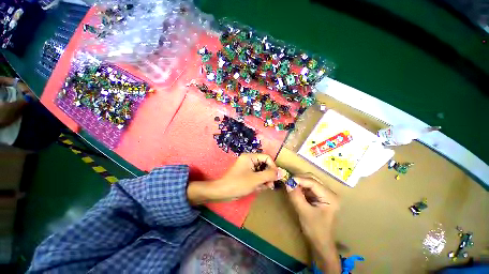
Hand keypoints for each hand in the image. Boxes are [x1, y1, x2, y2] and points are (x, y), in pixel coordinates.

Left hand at [187, 153, 278, 204]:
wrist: (223, 192)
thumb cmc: (239, 183)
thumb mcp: (256, 179)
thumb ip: (269, 175)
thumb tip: (281, 172)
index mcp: (250, 157)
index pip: (266, 157)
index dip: (272, 166)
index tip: (275, 177)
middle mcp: (249, 160)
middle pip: (264, 165)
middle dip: (268, 175)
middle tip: (270, 185)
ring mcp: (248, 167)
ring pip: (261, 171)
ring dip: (264, 179)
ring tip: (264, 187)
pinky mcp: (247, 174)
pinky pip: (257, 176)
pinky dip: (259, 182)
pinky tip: (258, 188)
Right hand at [286, 175, 340, 272]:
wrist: (320, 242)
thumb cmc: (315, 230)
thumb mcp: (304, 212)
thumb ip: (296, 196)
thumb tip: (287, 183)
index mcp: (330, 197)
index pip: (313, 182)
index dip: (300, 179)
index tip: (288, 180)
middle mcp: (329, 192)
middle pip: (312, 179)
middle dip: (299, 179)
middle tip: (288, 181)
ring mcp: (325, 193)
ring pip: (310, 181)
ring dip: (299, 182)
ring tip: (290, 185)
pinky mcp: (319, 196)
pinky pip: (308, 186)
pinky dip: (301, 186)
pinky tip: (295, 189)